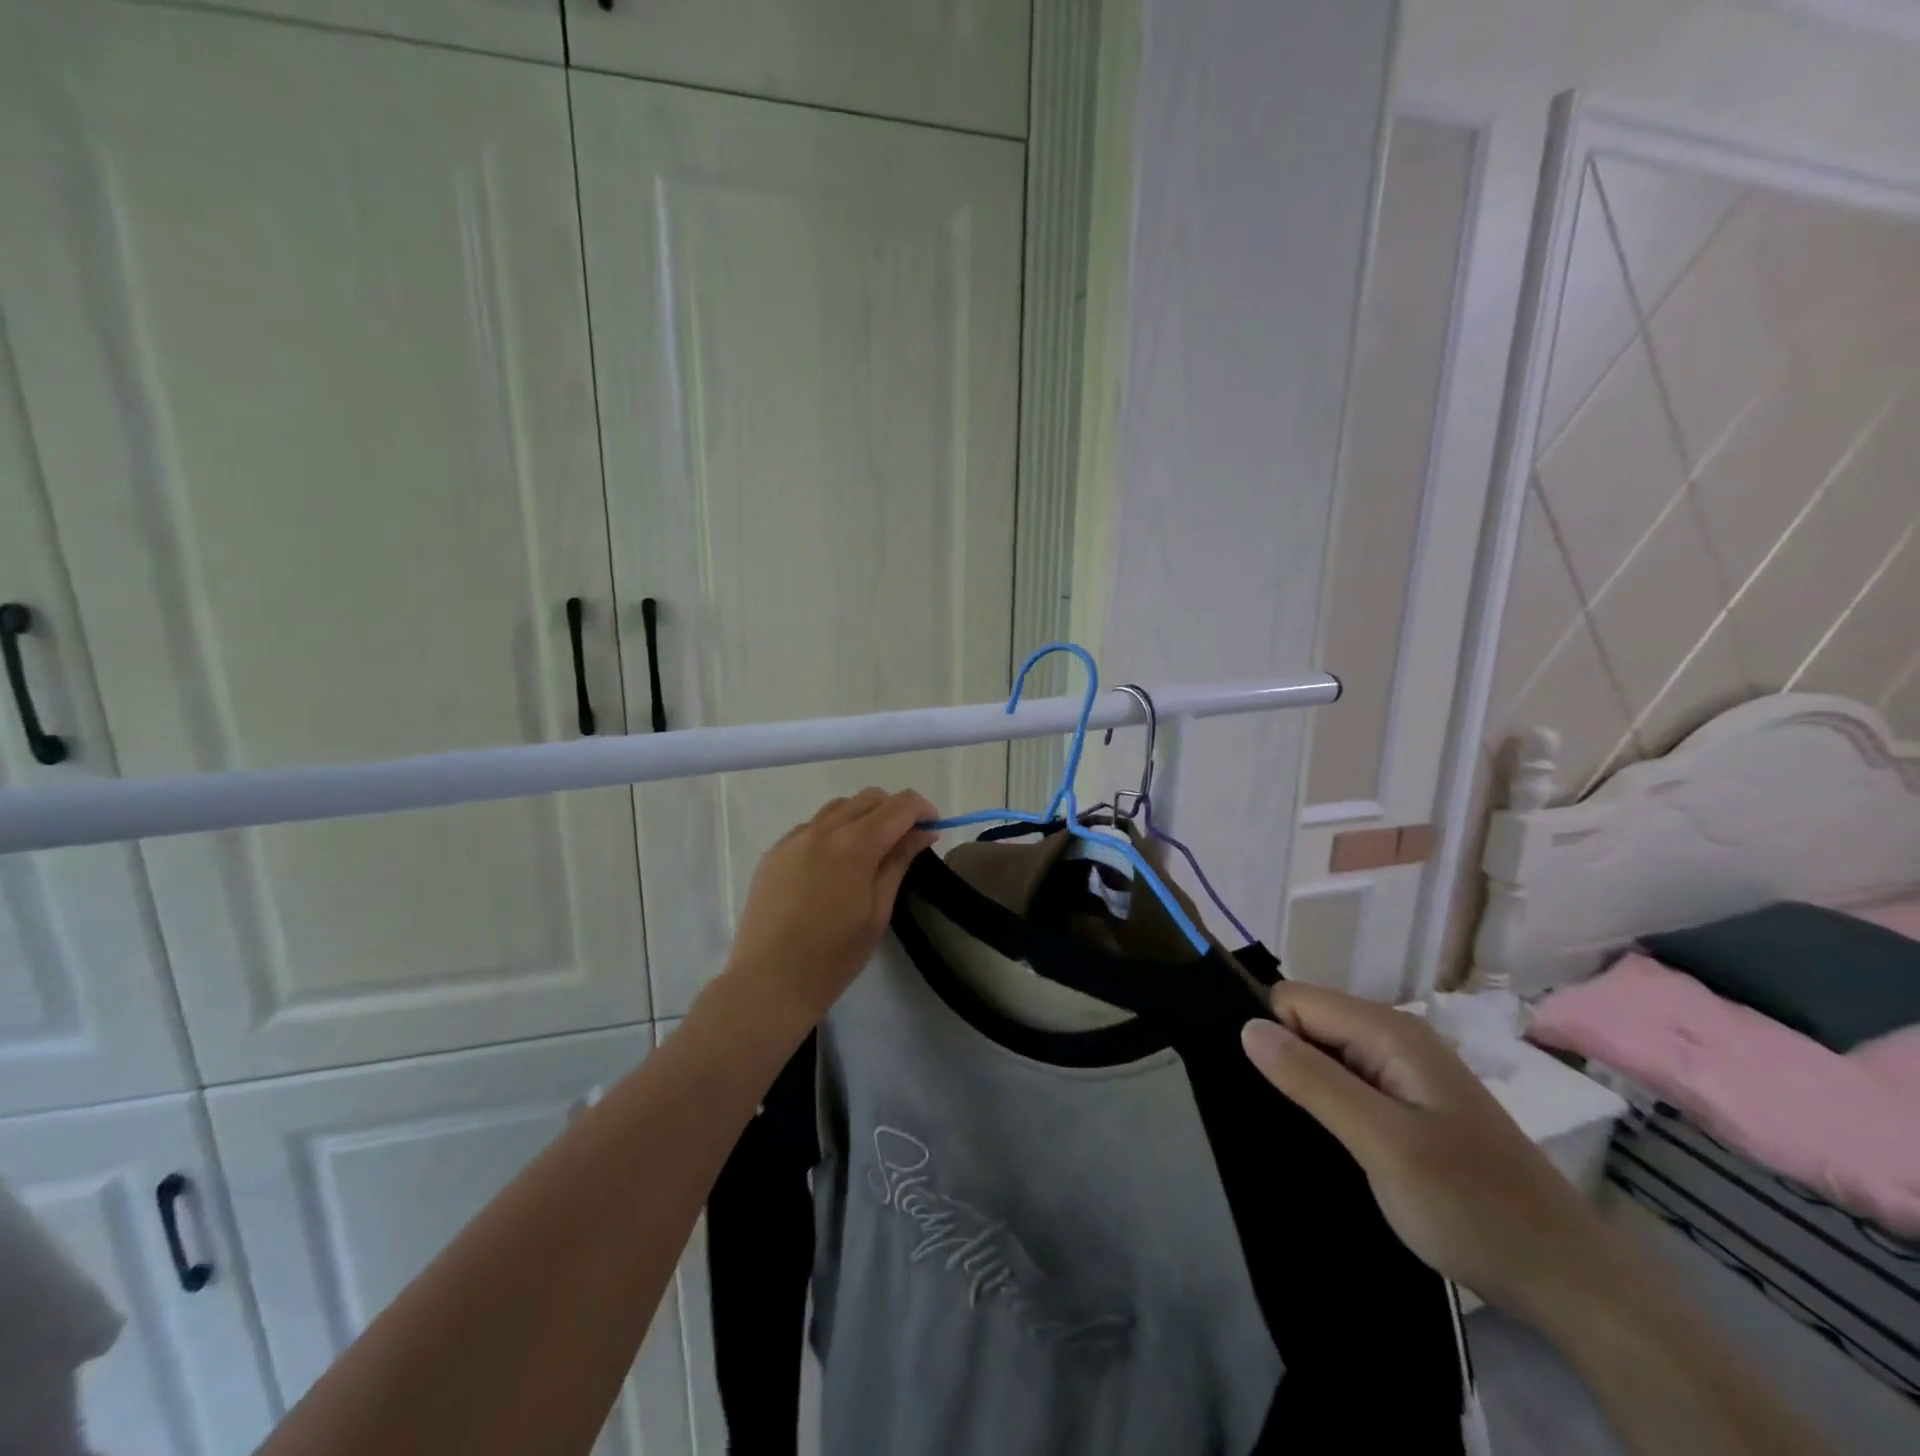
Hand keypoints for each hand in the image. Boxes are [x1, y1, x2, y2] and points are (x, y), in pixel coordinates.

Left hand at [722, 788, 938, 1029]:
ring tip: (869, 851)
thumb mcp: (878, 911)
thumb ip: (899, 862)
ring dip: (862, 817)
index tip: (933, 829)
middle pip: (869, 798)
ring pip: (838, 808)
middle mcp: (823, 829)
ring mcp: (793, 838)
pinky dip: (832, 832)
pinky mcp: (774, 852)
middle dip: (894, 810)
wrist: (768, 982)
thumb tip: (924, 833)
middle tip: (905, 842)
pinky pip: (811, 827)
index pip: (899, 806)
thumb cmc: (834, 956)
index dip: (922, 810)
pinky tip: (833, 865)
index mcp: (854, 844)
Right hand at [1241, 984, 1614, 1325]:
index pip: (1294, 1000)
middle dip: (1283, 1059)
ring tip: (1291, 1131)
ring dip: (1304, 1085)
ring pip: (1326, 1054)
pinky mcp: (1412, 1106)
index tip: (1256, 1086)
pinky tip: (1324, 1141)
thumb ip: (1313, 1081)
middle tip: (1273, 1117)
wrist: (1571, 1283)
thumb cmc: (1473, 1206)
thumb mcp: (1383, 1143)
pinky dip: (1328, 1105)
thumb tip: (1247, 1027)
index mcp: (1389, 1032)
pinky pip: (1349, 1083)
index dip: (1270, 1034)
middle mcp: (1396, 1039)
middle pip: (1309, 1023)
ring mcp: (1407, 1073)